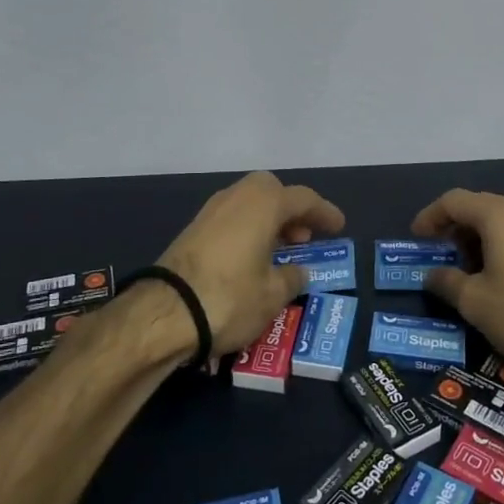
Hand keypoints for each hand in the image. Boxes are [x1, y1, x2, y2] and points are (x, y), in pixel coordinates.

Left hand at [157, 171, 344, 356]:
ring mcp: (210, 212)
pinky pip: (231, 219)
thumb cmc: (230, 298)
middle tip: (304, 237)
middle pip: (271, 191)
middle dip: (290, 210)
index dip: (324, 212)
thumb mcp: (273, 295)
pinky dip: (247, 230)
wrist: (164, 312)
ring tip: (280, 250)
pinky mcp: (192, 230)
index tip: (338, 226)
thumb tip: (297, 271)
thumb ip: (292, 278)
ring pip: (248, 203)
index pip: (303, 199)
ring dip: (268, 220)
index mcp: (263, 204)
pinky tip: (251, 258)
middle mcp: (236, 197)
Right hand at [412, 188, 503, 391]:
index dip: (429, 217)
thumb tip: (432, 274)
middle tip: (438, 258)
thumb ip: (447, 282)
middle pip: (479, 208)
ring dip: (478, 242)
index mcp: (499, 214)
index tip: (416, 240)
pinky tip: (499, 282)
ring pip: (502, 224)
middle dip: (453, 231)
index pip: (453, 201)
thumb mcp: (476, 302)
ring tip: (465, 274)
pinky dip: (501, 250)